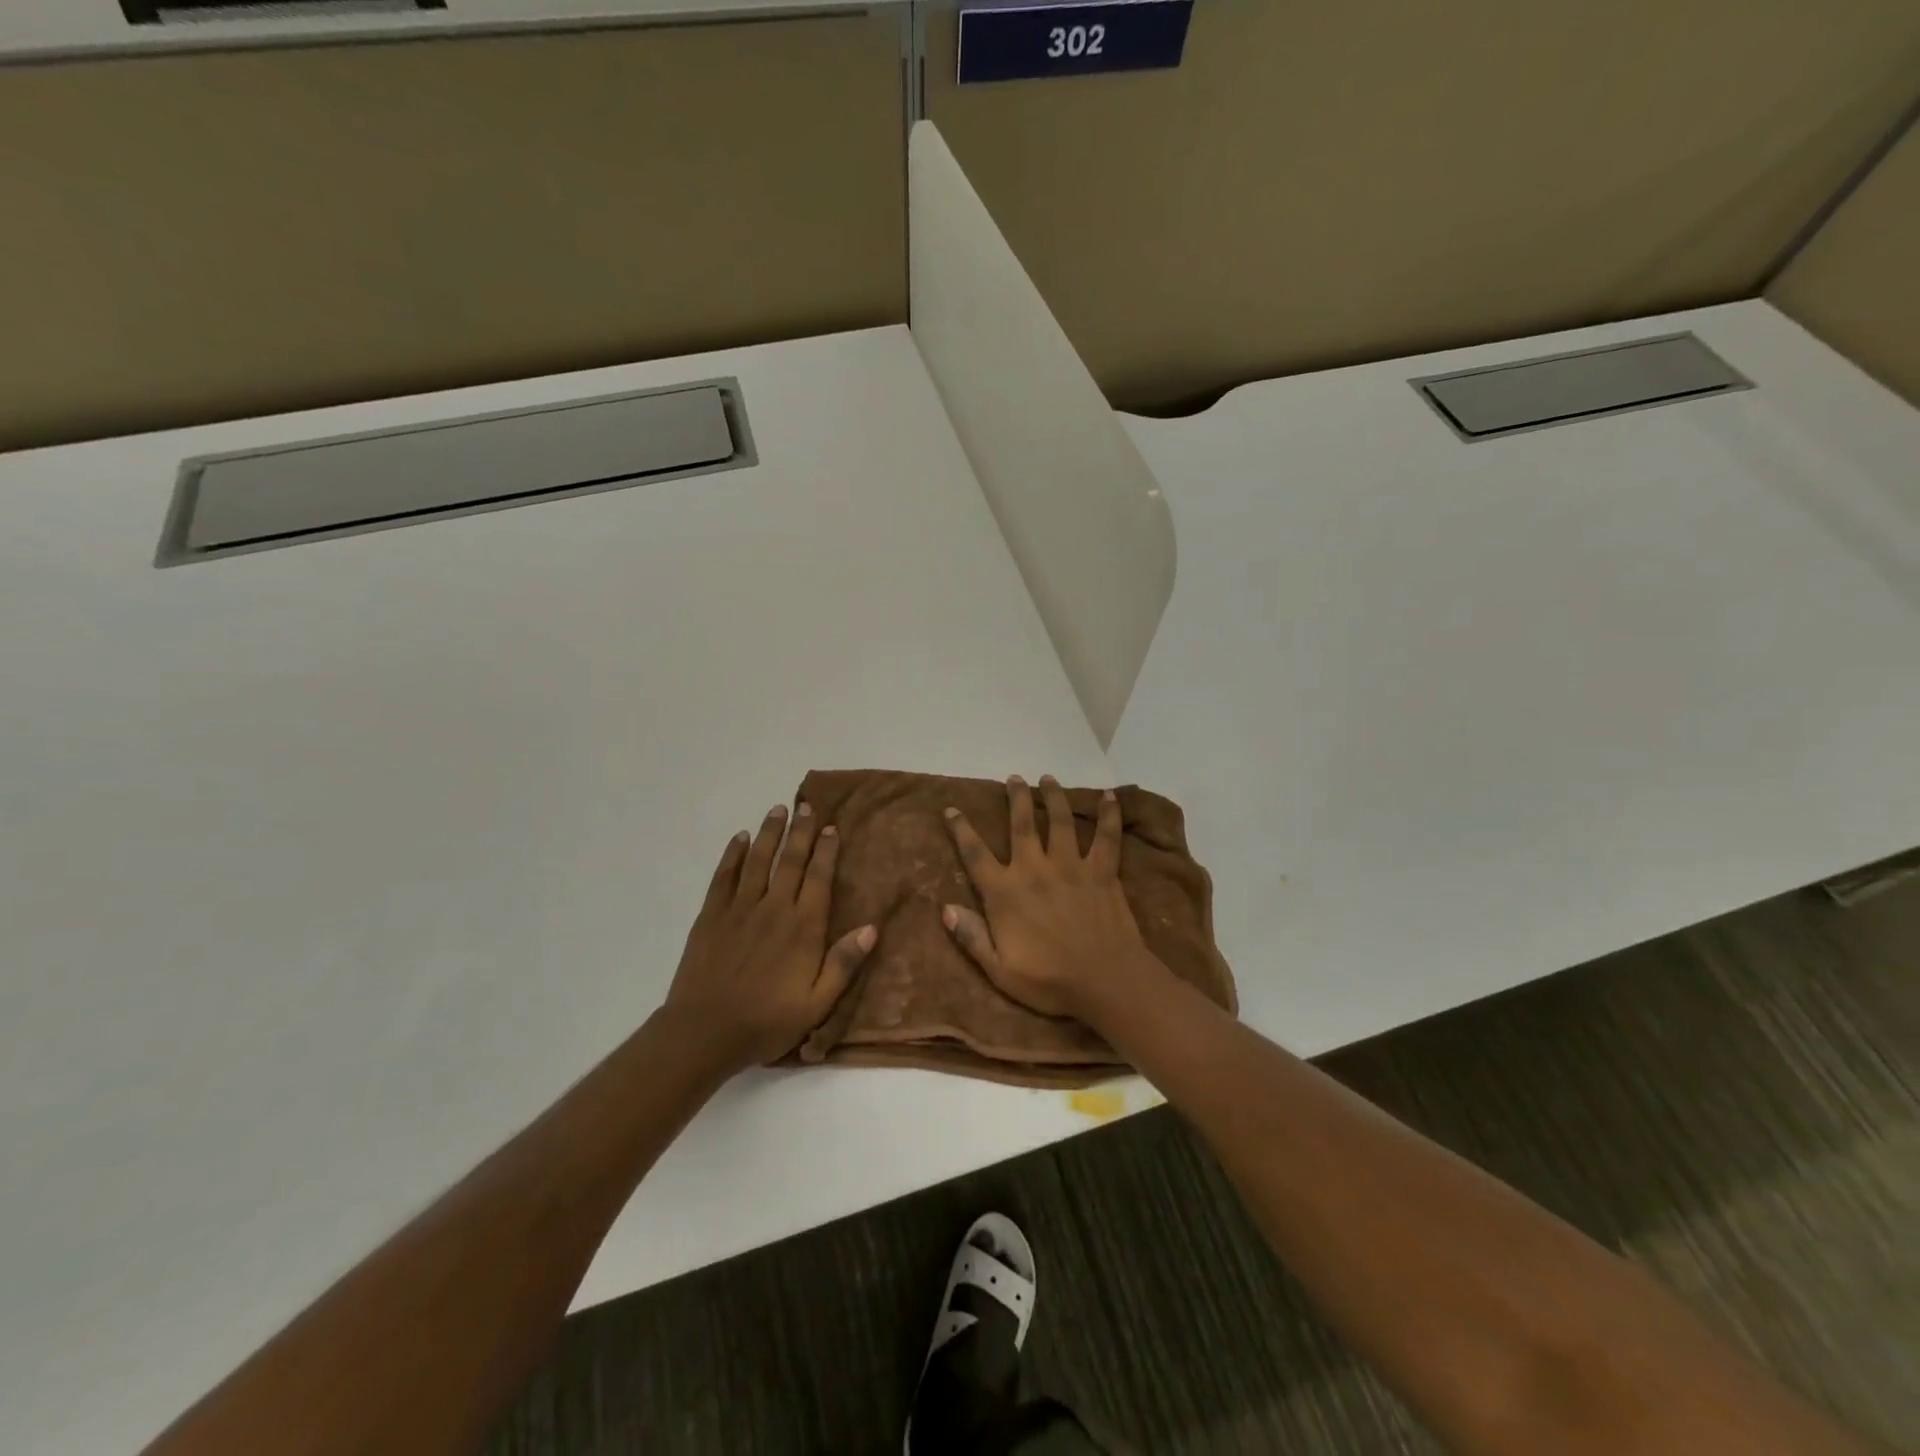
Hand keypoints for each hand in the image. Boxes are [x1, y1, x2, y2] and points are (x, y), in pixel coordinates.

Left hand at [663, 801, 876, 1077]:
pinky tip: (739, 838)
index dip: (826, 850)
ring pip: (758, 860)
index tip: (831, 827)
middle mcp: (773, 908)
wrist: (704, 1032)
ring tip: (777, 809)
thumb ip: (844, 964)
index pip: (818, 877)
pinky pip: (724, 876)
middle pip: (790, 861)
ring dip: (769, 833)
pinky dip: (732, 854)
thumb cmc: (766, 1021)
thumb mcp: (816, 1004)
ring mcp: (739, 909)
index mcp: (802, 927)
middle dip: (801, 831)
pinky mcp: (711, 916)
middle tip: (807, 806)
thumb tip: (872, 928)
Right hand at [942, 775, 1168, 1023]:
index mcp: (1005, 893)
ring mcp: (1070, 866)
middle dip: (1015, 798)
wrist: (1106, 981)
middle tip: (1013, 778)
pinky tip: (1111, 796)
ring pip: (1060, 821)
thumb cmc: (1049, 981)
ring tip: (1048, 778)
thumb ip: (972, 938)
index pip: (975, 854)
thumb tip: (945, 909)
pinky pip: (1106, 836)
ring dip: (1053, 796)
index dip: (961, 830)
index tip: (951, 809)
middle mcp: (1035, 869)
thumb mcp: (1000, 970)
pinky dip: (1109, 814)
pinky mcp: (1101, 871)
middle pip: (1021, 824)